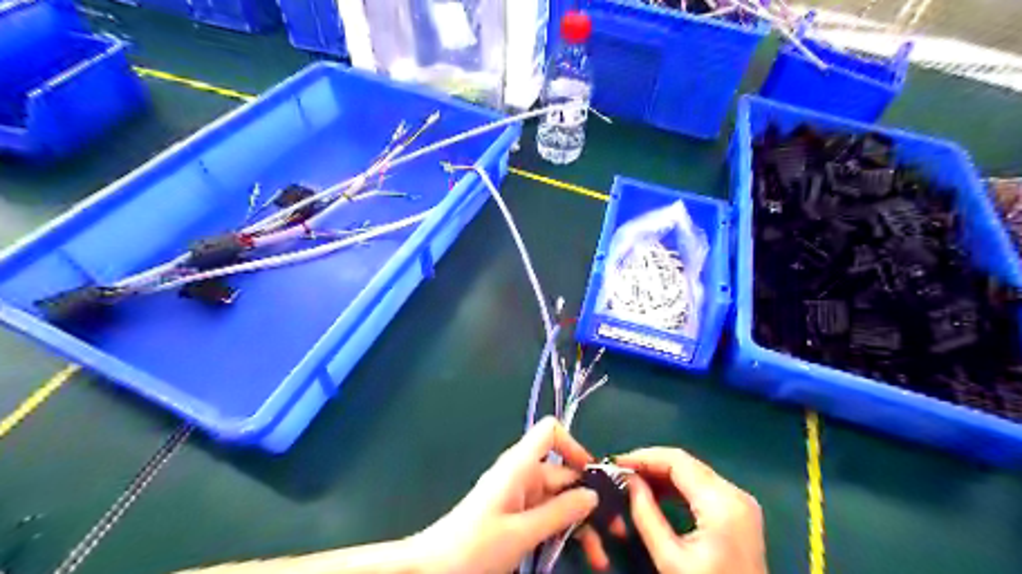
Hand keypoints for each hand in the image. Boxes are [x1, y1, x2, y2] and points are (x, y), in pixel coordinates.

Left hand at [413, 417, 600, 573]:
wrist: (433, 569)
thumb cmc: (475, 546)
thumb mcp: (521, 533)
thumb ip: (559, 512)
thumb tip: (593, 494)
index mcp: (520, 466)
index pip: (550, 433)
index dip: (574, 446)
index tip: (595, 477)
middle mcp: (522, 475)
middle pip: (563, 473)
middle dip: (590, 498)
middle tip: (616, 529)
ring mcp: (520, 497)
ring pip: (559, 500)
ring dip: (581, 523)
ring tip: (601, 555)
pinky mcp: (517, 517)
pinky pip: (548, 517)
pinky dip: (565, 533)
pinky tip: (584, 555)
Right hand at [606, 448, 765, 572]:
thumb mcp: (670, 559)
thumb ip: (646, 514)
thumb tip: (628, 480)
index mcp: (722, 502)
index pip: (677, 461)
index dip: (644, 457)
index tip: (617, 463)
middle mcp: (735, 493)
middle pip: (686, 463)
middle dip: (651, 464)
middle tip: (621, 472)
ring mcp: (741, 502)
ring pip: (693, 472)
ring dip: (662, 473)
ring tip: (633, 482)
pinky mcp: (739, 512)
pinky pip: (703, 486)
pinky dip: (677, 486)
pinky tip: (656, 493)